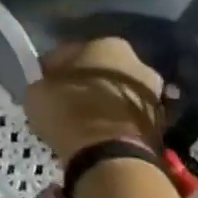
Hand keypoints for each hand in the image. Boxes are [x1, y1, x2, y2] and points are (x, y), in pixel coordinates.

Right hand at [23, 37, 164, 163]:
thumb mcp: (37, 91)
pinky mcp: (160, 121)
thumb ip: (44, 83)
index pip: (69, 53)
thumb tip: (48, 87)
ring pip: (115, 92)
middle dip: (83, 83)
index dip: (52, 69)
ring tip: (79, 119)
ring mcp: (154, 92)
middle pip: (99, 71)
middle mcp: (137, 62)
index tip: (42, 84)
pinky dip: (112, 119)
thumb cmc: (69, 110)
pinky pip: (126, 114)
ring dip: (100, 102)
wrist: (111, 153)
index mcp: (105, 44)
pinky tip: (94, 131)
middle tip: (62, 100)